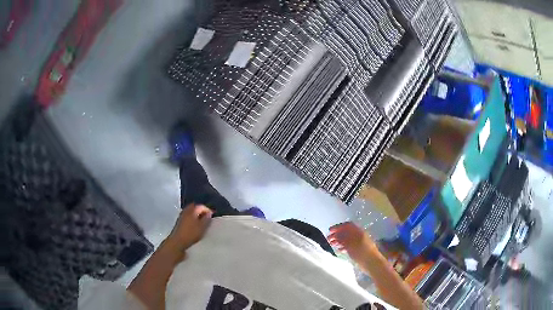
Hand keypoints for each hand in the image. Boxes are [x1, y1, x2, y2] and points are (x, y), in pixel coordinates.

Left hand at [168, 204, 212, 250]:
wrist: (178, 241)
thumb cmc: (191, 233)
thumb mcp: (202, 227)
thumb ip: (206, 219)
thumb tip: (209, 213)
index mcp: (192, 210)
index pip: (201, 206)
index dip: (208, 210)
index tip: (213, 215)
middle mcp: (186, 210)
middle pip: (195, 207)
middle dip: (201, 211)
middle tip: (207, 217)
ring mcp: (181, 215)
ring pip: (191, 212)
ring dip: (196, 214)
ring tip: (202, 221)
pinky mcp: (179, 221)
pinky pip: (188, 216)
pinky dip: (192, 218)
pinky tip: (195, 225)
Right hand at [327, 222, 377, 260]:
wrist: (372, 263)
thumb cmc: (362, 252)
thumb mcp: (351, 245)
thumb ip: (343, 239)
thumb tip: (336, 235)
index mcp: (358, 232)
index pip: (347, 225)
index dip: (338, 227)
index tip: (329, 231)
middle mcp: (359, 236)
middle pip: (346, 232)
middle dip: (337, 234)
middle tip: (328, 239)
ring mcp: (359, 243)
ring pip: (347, 239)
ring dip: (339, 241)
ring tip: (331, 244)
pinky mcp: (358, 250)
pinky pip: (349, 246)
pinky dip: (343, 246)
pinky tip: (339, 250)